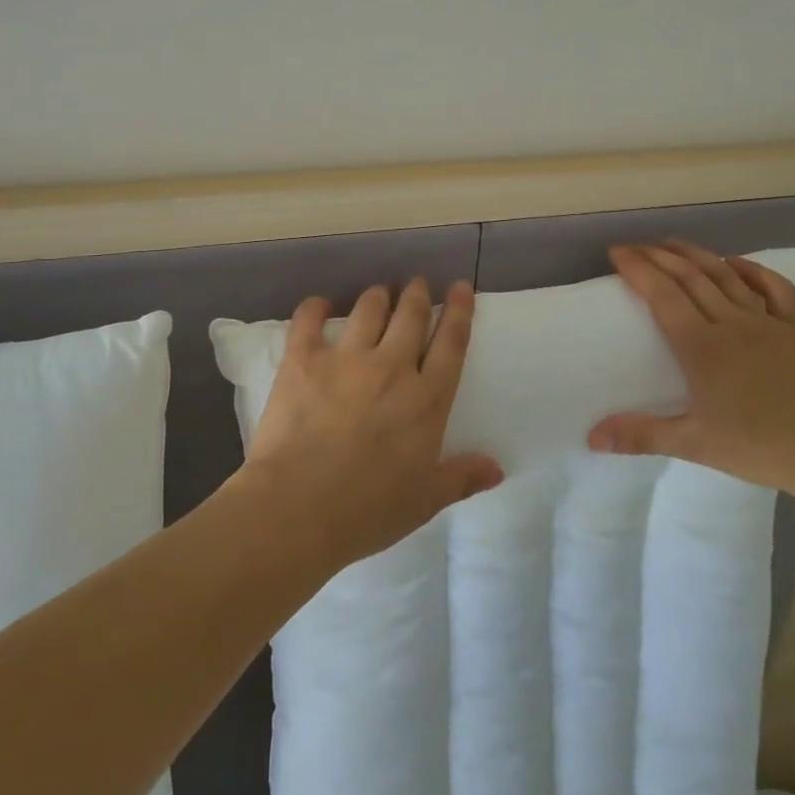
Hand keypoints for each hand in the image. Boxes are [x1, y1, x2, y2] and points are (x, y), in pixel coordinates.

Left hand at [242, 278, 504, 567]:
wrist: (297, 508)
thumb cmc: (367, 510)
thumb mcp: (424, 501)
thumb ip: (461, 478)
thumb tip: (498, 468)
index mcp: (426, 400)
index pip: (451, 343)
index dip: (459, 311)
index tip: (460, 287)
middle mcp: (392, 368)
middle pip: (411, 315)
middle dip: (417, 294)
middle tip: (417, 284)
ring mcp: (346, 359)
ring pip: (368, 309)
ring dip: (378, 296)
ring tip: (379, 293)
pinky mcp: (304, 359)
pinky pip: (310, 319)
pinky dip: (317, 307)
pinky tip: (321, 304)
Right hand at [587, 240, 794, 496]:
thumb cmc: (760, 448)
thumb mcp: (694, 445)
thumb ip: (641, 435)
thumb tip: (591, 437)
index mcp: (702, 346)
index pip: (662, 294)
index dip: (637, 268)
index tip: (616, 253)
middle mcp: (732, 323)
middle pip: (690, 276)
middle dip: (658, 255)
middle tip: (633, 246)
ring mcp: (767, 323)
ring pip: (725, 275)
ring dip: (695, 254)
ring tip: (671, 243)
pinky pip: (773, 287)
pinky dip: (751, 269)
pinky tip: (734, 262)